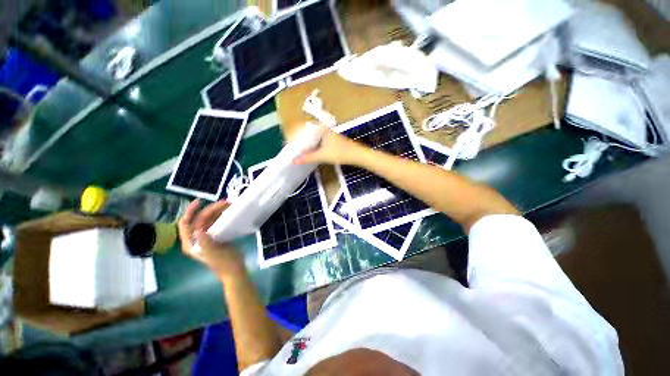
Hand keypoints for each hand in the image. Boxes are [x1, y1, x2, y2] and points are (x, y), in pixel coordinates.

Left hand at [178, 199, 244, 279]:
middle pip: (200, 219)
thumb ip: (205, 243)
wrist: (234, 270)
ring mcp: (207, 237)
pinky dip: (222, 216)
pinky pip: (217, 222)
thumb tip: (199, 230)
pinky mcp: (217, 236)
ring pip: (209, 219)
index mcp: (191, 243)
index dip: (190, 211)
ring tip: (229, 205)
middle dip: (210, 209)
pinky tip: (230, 212)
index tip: (200, 201)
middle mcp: (196, 238)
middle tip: (225, 203)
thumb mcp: (214, 254)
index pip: (185, 224)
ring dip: (217, 211)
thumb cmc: (224, 264)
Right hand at [294, 128, 366, 165]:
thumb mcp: (322, 156)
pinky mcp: (334, 142)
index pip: (305, 130)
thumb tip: (294, 161)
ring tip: (301, 153)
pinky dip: (316, 148)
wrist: (357, 155)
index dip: (297, 138)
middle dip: (303, 143)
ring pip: (316, 140)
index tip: (290, 145)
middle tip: (294, 150)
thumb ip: (308, 158)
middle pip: (310, 136)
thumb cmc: (340, 153)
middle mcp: (325, 131)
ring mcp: (331, 136)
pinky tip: (313, 153)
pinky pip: (321, 144)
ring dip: (310, 146)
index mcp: (321, 130)